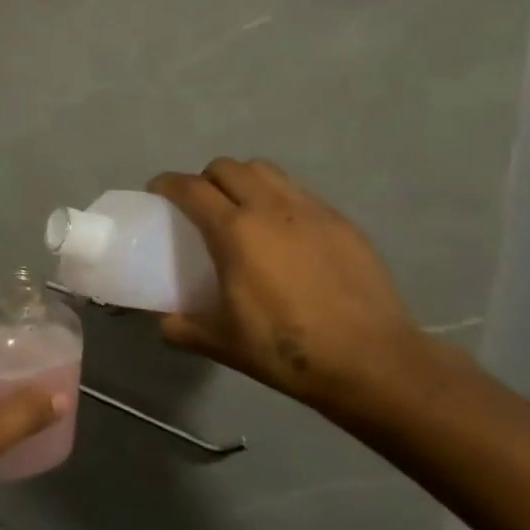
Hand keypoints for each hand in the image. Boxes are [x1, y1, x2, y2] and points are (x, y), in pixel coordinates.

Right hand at [148, 158, 429, 411]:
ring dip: (244, 180)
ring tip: (242, 211)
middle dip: (205, 178)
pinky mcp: (341, 222)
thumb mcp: (222, 343)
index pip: (190, 187)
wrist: (372, 362)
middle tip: (201, 206)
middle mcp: (270, 208)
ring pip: (266, 171)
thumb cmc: (287, 351)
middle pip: (227, 168)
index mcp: (235, 231)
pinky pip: (299, 193)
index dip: (167, 184)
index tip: (157, 193)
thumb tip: (163, 321)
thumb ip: (183, 327)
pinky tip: (286, 235)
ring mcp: (311, 210)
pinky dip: (280, 200)